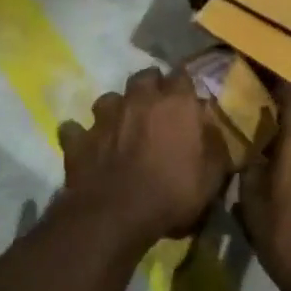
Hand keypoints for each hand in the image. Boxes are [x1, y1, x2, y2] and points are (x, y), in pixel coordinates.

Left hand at [57, 68, 233, 248]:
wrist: (116, 215)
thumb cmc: (173, 193)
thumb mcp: (212, 175)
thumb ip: (214, 144)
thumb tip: (210, 126)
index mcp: (175, 103)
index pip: (183, 76)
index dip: (185, 87)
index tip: (188, 100)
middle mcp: (138, 99)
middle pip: (145, 77)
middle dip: (151, 87)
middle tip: (157, 108)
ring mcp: (104, 117)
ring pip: (109, 98)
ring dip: (117, 108)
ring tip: (121, 126)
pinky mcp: (78, 138)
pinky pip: (75, 129)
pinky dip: (82, 135)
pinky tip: (87, 146)